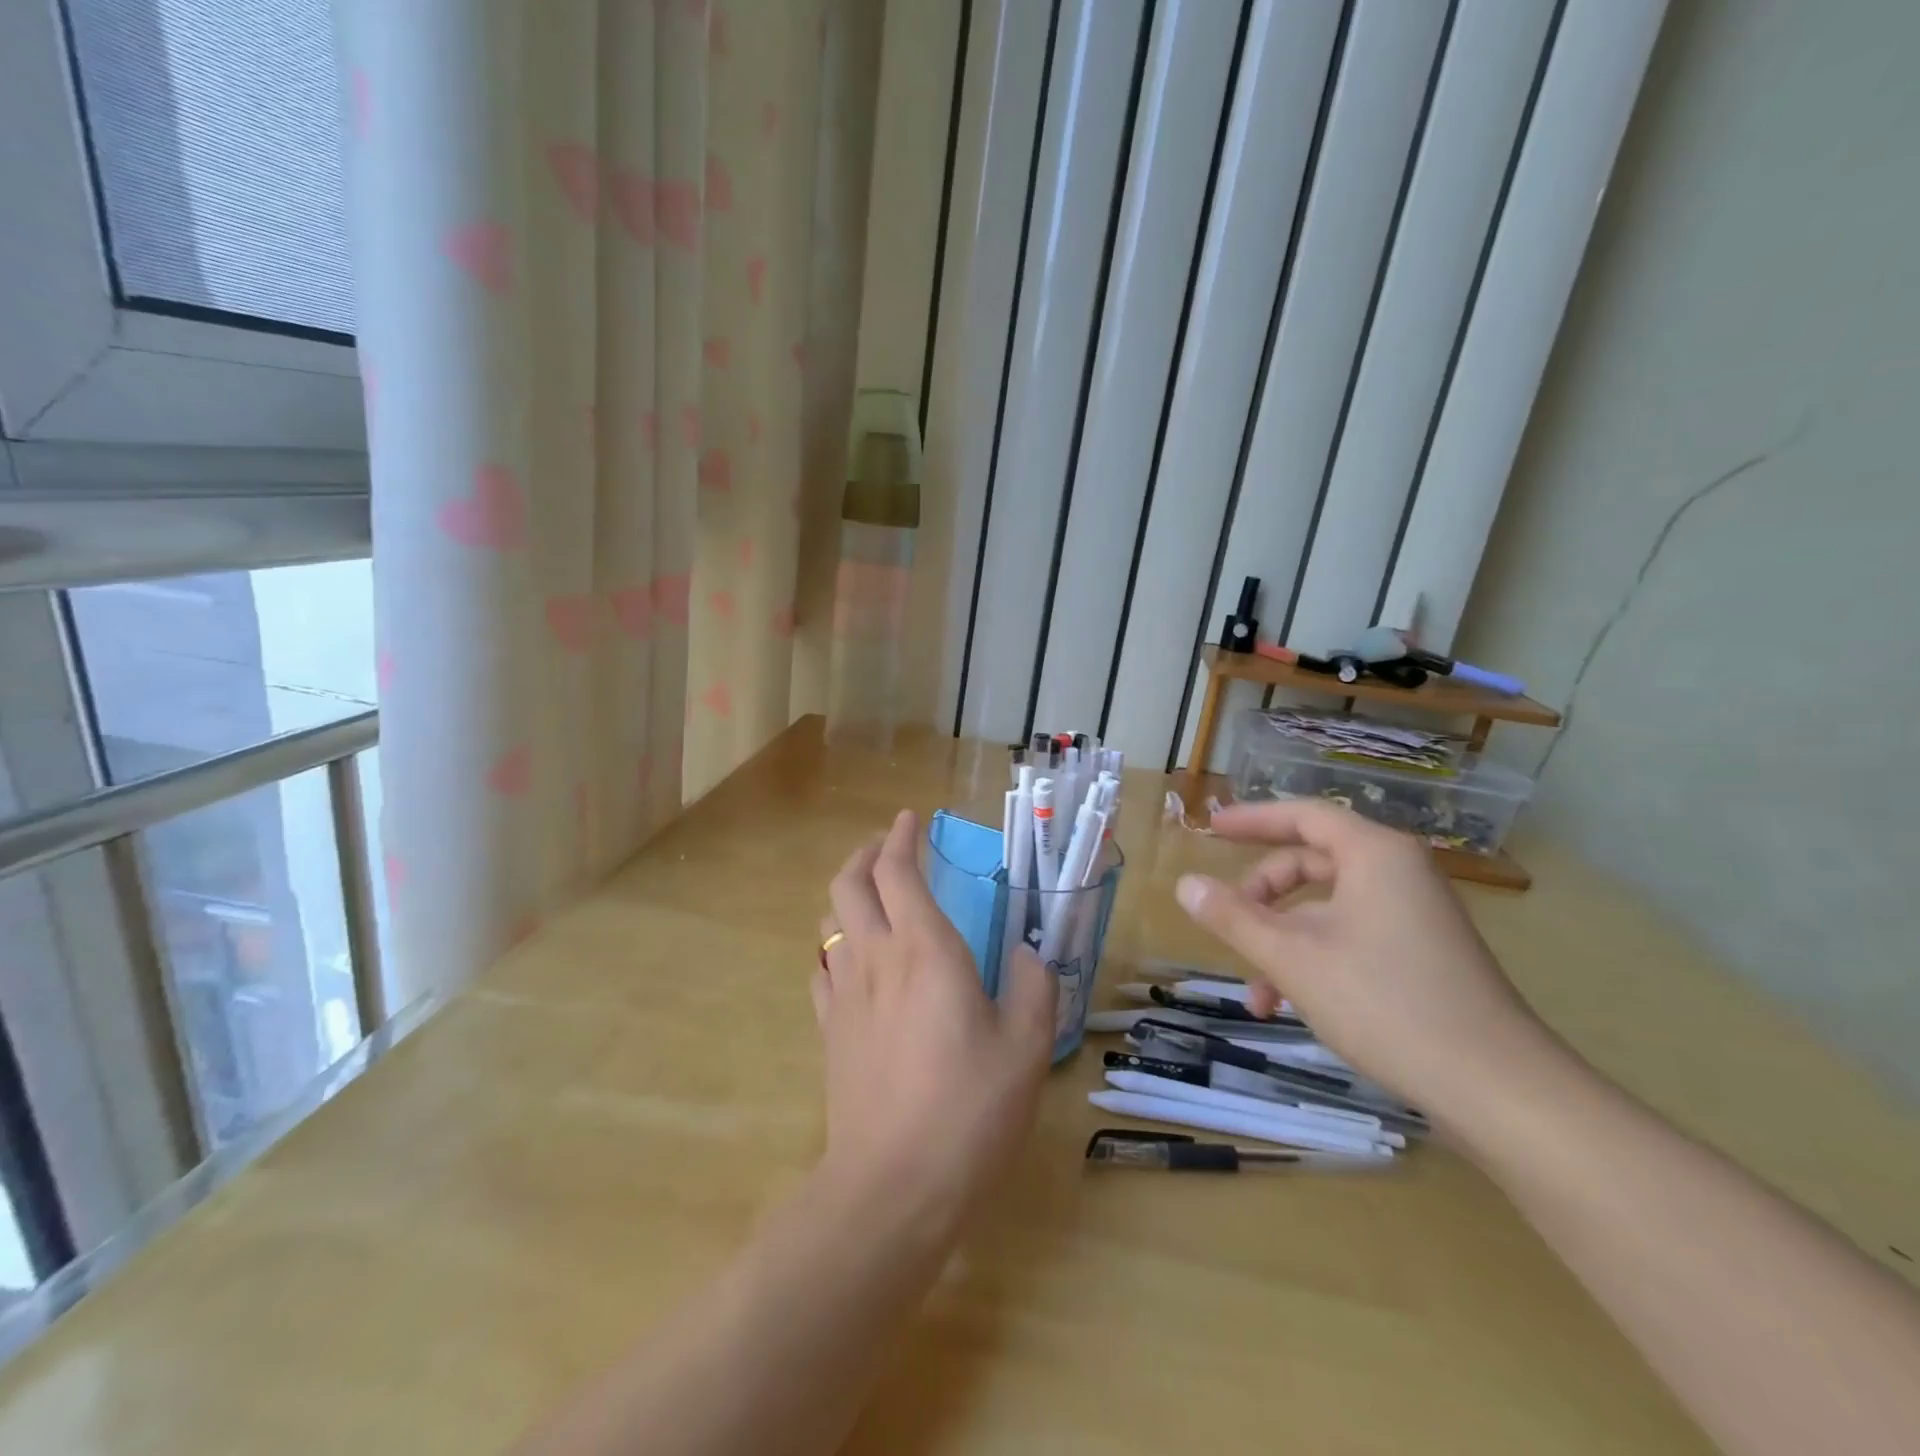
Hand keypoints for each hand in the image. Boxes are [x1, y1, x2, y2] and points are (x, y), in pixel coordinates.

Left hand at [814, 810, 1054, 1233]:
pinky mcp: (828, 1030)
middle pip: (848, 883)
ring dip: (847, 895)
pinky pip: (822, 968)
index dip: (901, 838)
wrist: (893, 1187)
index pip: (897, 870)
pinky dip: (836, 945)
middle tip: (887, 849)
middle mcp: (875, 957)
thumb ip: (1032, 987)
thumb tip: (1026, 953)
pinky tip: (854, 961)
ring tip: (872, 898)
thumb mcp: (1026, 1047)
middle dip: (864, 854)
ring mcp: (843, 994)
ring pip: (829, 921)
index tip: (910, 820)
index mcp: (924, 949)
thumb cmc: (969, 1110)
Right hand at [1175, 800, 1555, 1122]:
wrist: (1499, 1089)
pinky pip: (1351, 936)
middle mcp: (1399, 874)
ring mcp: (1415, 916)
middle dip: (1261, 897)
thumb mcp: (1292, 958)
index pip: (1303, 816)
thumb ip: (1234, 917)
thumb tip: (1185, 885)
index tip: (1211, 828)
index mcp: (1375, 855)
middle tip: (1227, 923)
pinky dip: (1315, 959)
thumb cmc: (1386, 1004)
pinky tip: (1293, 1006)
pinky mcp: (1424, 955)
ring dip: (1283, 941)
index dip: (1252, 819)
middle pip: (1311, 863)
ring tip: (1258, 994)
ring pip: (1327, 909)